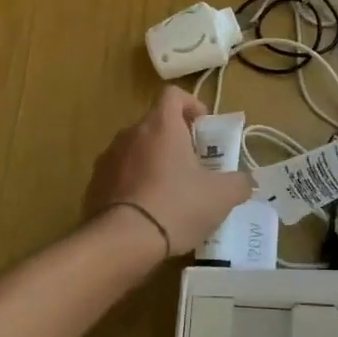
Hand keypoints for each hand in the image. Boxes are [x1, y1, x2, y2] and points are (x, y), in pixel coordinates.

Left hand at [83, 88, 251, 257]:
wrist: (121, 242)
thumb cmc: (176, 205)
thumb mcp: (221, 196)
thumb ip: (239, 182)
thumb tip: (244, 181)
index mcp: (160, 125)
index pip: (173, 95)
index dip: (192, 105)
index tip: (203, 129)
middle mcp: (130, 133)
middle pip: (155, 124)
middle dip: (176, 140)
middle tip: (194, 167)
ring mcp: (107, 158)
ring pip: (137, 150)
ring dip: (154, 163)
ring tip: (171, 193)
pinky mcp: (93, 185)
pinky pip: (119, 175)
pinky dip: (134, 184)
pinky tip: (147, 212)